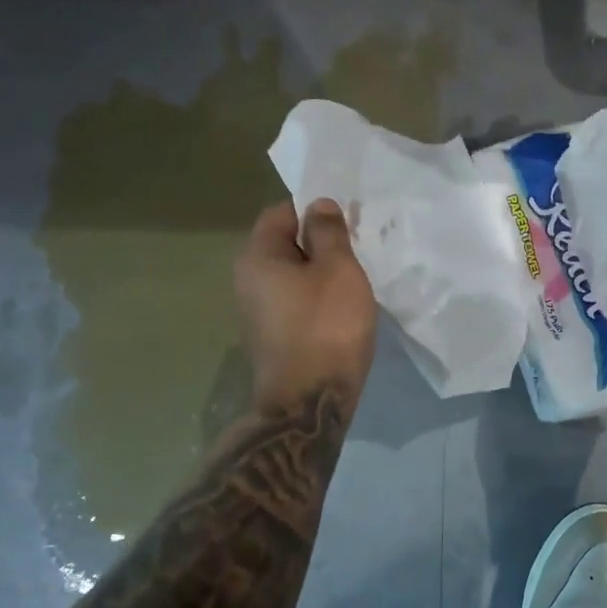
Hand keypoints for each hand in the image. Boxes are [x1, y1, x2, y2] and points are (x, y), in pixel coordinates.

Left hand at [235, 198, 377, 415]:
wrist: (310, 402)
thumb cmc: (325, 326)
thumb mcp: (338, 270)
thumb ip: (329, 232)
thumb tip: (318, 205)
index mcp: (257, 257)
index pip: (281, 213)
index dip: (314, 210)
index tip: (347, 219)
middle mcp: (247, 281)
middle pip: (286, 245)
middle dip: (321, 243)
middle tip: (358, 247)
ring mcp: (258, 313)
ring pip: (293, 277)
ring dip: (322, 274)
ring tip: (356, 279)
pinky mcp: (273, 338)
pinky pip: (296, 303)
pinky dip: (318, 299)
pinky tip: (343, 310)